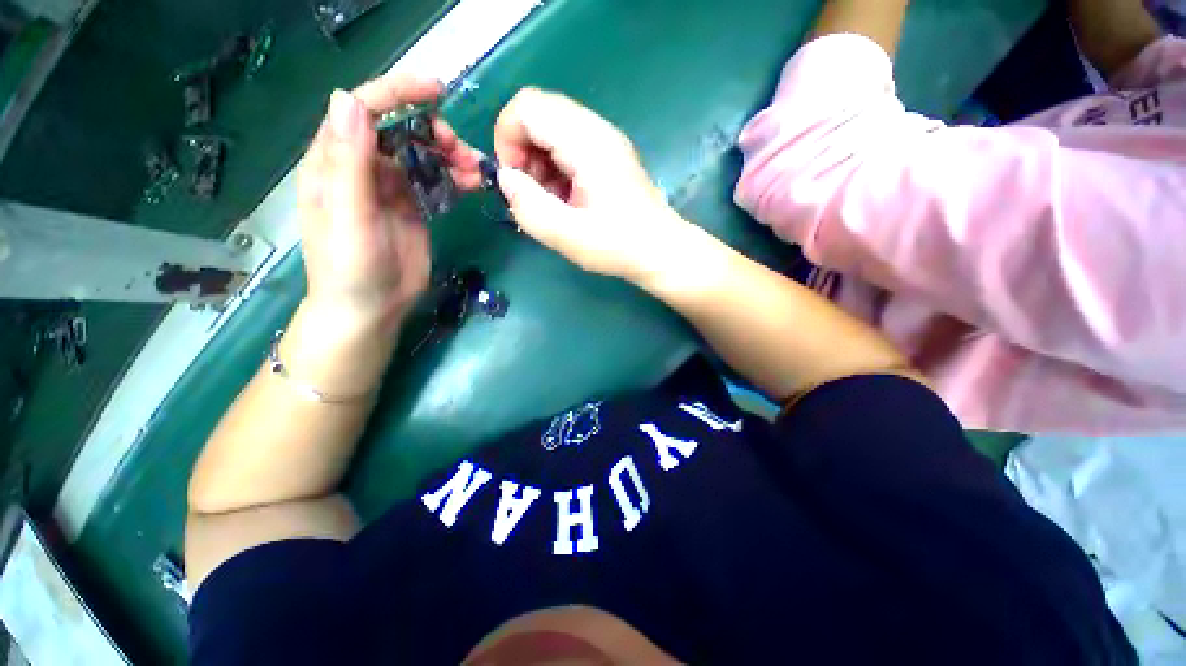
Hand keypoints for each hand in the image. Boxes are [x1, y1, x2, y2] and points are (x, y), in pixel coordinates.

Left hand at [297, 74, 482, 330]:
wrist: (371, 309)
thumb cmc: (350, 268)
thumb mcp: (347, 216)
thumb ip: (348, 163)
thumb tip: (350, 101)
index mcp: (335, 162)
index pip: (362, 110)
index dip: (396, 92)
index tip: (435, 92)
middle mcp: (363, 167)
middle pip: (399, 129)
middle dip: (432, 131)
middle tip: (460, 151)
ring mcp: (391, 187)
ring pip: (422, 153)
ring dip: (449, 155)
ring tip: (474, 171)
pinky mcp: (414, 207)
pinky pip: (435, 180)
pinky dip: (454, 176)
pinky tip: (471, 184)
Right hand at [493, 88, 694, 282]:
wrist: (661, 250)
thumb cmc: (618, 245)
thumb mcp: (567, 236)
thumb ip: (529, 206)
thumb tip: (506, 178)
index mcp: (586, 142)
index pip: (527, 106)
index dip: (507, 139)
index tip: (514, 180)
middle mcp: (596, 130)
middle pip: (539, 113)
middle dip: (522, 151)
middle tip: (532, 194)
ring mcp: (605, 140)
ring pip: (552, 129)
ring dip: (538, 161)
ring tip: (550, 201)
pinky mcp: (608, 155)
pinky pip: (568, 145)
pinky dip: (555, 167)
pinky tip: (565, 198)